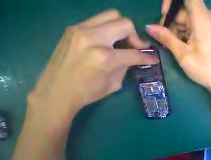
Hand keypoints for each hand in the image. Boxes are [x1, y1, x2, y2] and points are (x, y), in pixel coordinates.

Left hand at [28, 10, 158, 120]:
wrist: (56, 91)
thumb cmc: (88, 92)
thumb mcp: (114, 84)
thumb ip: (125, 67)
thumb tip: (133, 58)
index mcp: (105, 58)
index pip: (135, 53)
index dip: (148, 57)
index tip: (154, 59)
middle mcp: (94, 38)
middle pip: (124, 23)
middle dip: (135, 36)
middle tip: (136, 48)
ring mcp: (81, 29)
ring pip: (111, 15)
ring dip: (122, 28)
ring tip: (122, 41)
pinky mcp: (73, 28)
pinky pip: (98, 19)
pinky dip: (108, 28)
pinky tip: (107, 40)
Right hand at [146, 0, 210, 88]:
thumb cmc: (201, 68)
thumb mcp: (182, 54)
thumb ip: (166, 38)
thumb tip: (149, 27)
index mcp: (202, 17)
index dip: (172, 2)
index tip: (164, 15)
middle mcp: (206, 16)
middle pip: (183, 9)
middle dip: (171, 22)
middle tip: (164, 39)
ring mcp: (207, 23)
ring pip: (185, 19)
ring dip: (175, 30)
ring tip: (172, 46)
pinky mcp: (207, 31)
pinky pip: (191, 26)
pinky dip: (183, 34)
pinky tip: (179, 46)